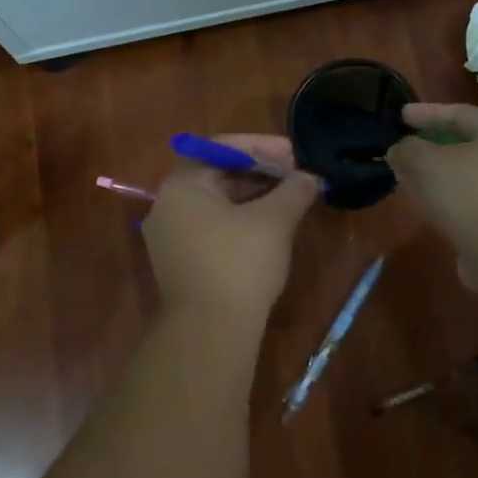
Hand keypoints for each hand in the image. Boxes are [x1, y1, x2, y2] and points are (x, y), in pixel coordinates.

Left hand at [143, 135, 319, 320]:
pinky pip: (211, 227)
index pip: (221, 149)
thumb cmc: (239, 263)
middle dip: (259, 171)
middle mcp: (167, 205)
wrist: (209, 330)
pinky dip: (239, 220)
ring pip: (216, 203)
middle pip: (217, 174)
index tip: (293, 153)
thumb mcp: (274, 220)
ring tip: (289, 198)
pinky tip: (269, 227)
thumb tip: (310, 178)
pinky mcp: (179, 262)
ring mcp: (169, 236)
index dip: (261, 147)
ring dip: (252, 196)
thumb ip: (294, 190)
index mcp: (182, 185)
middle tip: (295, 175)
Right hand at [385, 104, 477, 278]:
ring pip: (466, 176)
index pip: (460, 113)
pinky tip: (428, 208)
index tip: (400, 116)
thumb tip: (399, 151)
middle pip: (466, 145)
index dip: (427, 113)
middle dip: (432, 148)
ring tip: (409, 180)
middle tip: (405, 150)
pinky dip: (447, 200)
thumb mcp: (426, 162)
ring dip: (438, 177)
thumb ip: (407, 150)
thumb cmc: (471, 194)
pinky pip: (470, 202)